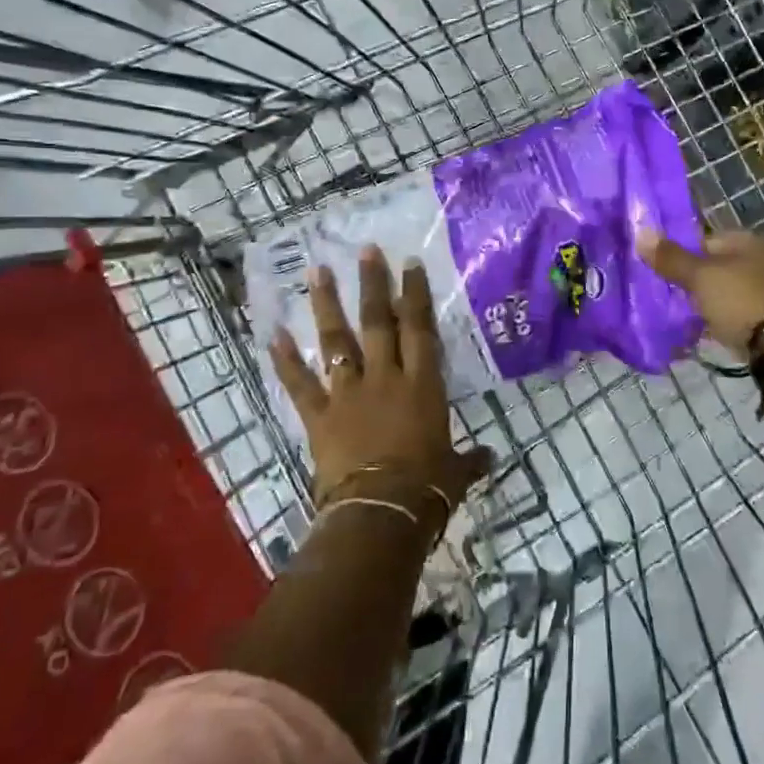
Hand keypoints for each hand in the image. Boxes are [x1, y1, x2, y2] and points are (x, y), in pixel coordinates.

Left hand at [269, 245, 492, 513]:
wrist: (381, 512)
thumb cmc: (427, 488)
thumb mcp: (455, 472)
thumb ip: (469, 460)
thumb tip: (489, 458)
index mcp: (421, 384)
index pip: (419, 328)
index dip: (414, 294)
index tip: (409, 263)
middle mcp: (385, 378)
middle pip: (377, 322)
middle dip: (372, 284)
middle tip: (365, 250)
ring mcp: (348, 394)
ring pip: (336, 341)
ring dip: (326, 305)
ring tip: (316, 271)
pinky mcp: (319, 416)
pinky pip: (299, 383)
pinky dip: (285, 359)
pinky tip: (274, 333)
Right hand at [635, 227, 763, 358]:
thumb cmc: (742, 300)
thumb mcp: (701, 278)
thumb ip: (672, 259)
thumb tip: (641, 232)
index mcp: (753, 240)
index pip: (709, 239)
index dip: (684, 254)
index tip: (666, 274)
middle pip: (723, 266)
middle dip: (700, 281)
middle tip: (677, 298)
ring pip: (735, 291)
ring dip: (716, 303)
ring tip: (692, 319)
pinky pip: (747, 313)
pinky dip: (731, 320)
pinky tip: (716, 333)